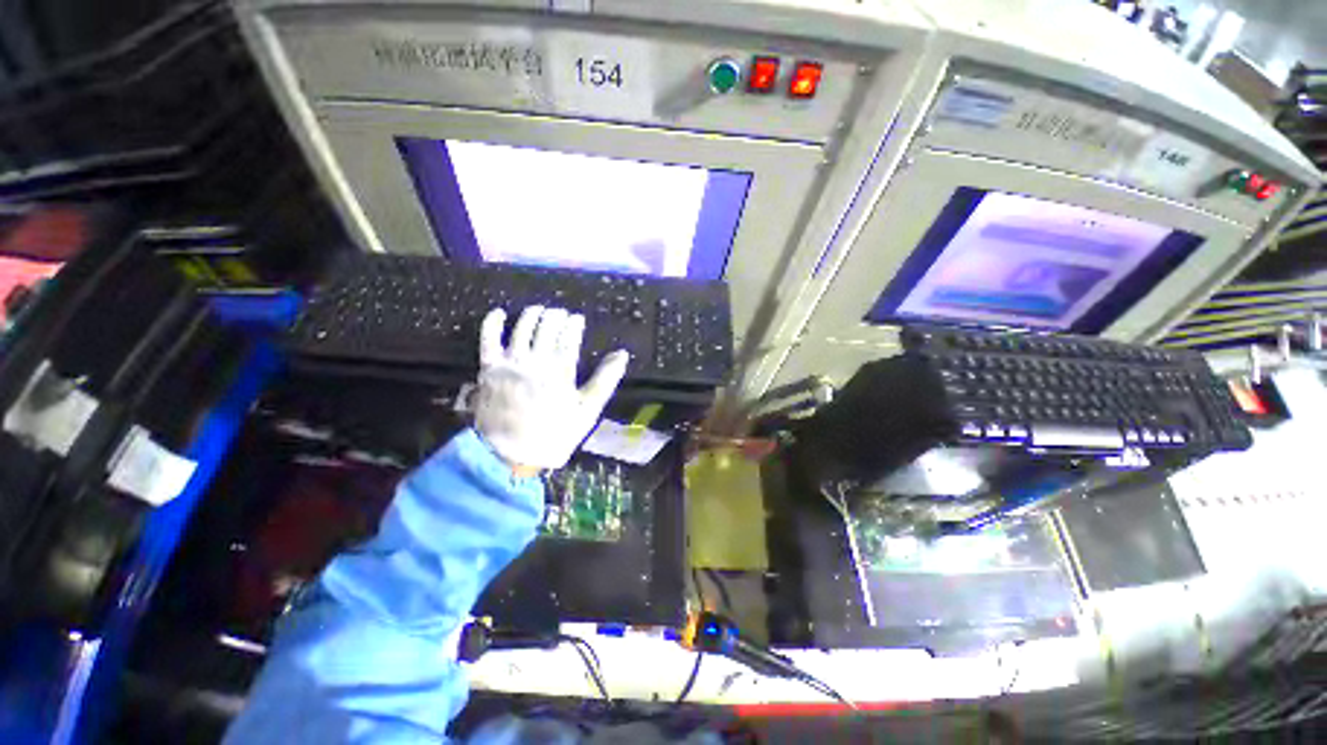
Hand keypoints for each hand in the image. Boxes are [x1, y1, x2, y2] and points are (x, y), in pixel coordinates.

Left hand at [474, 306, 628, 472]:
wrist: (512, 455)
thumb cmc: (556, 434)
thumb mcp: (588, 410)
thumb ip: (605, 380)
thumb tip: (621, 354)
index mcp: (561, 370)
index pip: (569, 337)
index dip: (574, 324)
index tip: (578, 318)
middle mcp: (535, 360)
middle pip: (546, 328)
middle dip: (556, 316)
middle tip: (561, 313)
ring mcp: (510, 363)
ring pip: (522, 328)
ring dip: (532, 315)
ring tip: (539, 309)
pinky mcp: (489, 368)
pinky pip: (488, 339)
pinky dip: (492, 323)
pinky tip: (499, 312)